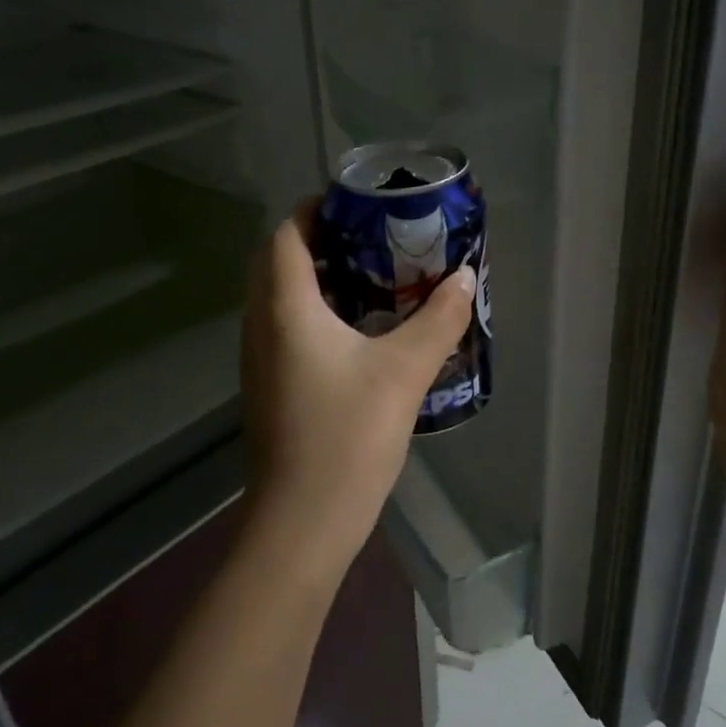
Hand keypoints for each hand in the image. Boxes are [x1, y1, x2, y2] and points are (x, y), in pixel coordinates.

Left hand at [242, 203, 474, 574]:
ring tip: (373, 278)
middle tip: (372, 239)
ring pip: (281, 299)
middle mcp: (262, 327)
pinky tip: (361, 333)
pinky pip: (287, 330)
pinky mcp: (271, 389)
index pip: (285, 236)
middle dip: (319, 241)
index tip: (356, 205)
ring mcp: (261, 361)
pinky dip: (317, 314)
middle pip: (278, 263)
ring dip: (318, 278)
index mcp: (286, 310)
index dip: (314, 210)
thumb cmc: (349, 436)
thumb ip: (438, 319)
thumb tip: (464, 278)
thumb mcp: (404, 371)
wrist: (304, 521)